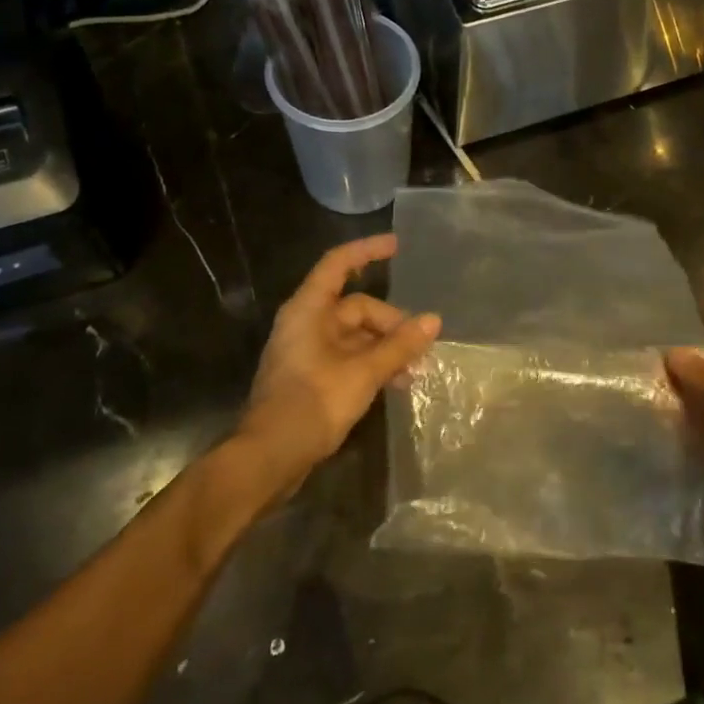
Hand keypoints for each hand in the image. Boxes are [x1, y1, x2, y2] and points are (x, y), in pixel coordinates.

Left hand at [239, 235, 439, 494]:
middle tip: (421, 348)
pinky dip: (373, 364)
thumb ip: (399, 346)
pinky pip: (349, 358)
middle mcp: (306, 324)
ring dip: (386, 348)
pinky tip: (397, 384)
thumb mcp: (363, 373)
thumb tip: (433, 320)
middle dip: (391, 323)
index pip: (338, 264)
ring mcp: (308, 351)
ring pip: (356, 336)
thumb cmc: (313, 404)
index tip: (398, 246)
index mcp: (309, 310)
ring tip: (416, 371)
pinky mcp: (312, 377)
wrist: (270, 457)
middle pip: (356, 307)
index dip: (367, 251)